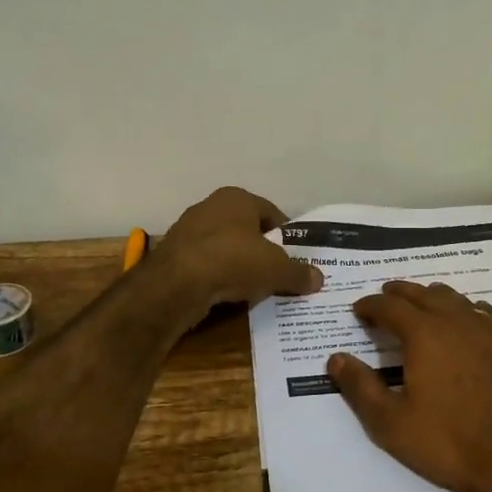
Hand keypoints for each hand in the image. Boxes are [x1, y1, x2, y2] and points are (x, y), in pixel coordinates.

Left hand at [148, 186, 322, 316]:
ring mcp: (188, 230)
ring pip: (224, 247)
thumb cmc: (233, 261)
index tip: (294, 257)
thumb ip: (298, 273)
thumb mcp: (276, 270)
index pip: (270, 213)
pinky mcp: (173, 255)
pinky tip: (226, 294)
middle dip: (261, 250)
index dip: (284, 236)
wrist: (177, 284)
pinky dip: (217, 277)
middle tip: (276, 273)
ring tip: (253, 288)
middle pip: (245, 229)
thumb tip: (318, 279)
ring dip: (237, 265)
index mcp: (237, 198)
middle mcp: (210, 206)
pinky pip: (205, 265)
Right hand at [326, 281, 491, 491]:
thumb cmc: (452, 443)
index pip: (389, 305)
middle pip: (422, 293)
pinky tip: (465, 324)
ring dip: (431, 298)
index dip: (370, 305)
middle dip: (399, 293)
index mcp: (424, 333)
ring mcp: (490, 328)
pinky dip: (463, 310)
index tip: (358, 310)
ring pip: (454, 298)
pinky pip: (482, 312)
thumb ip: (360, 388)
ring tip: (421, 308)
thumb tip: (335, 358)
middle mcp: (456, 319)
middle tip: (385, 299)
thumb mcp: (393, 424)